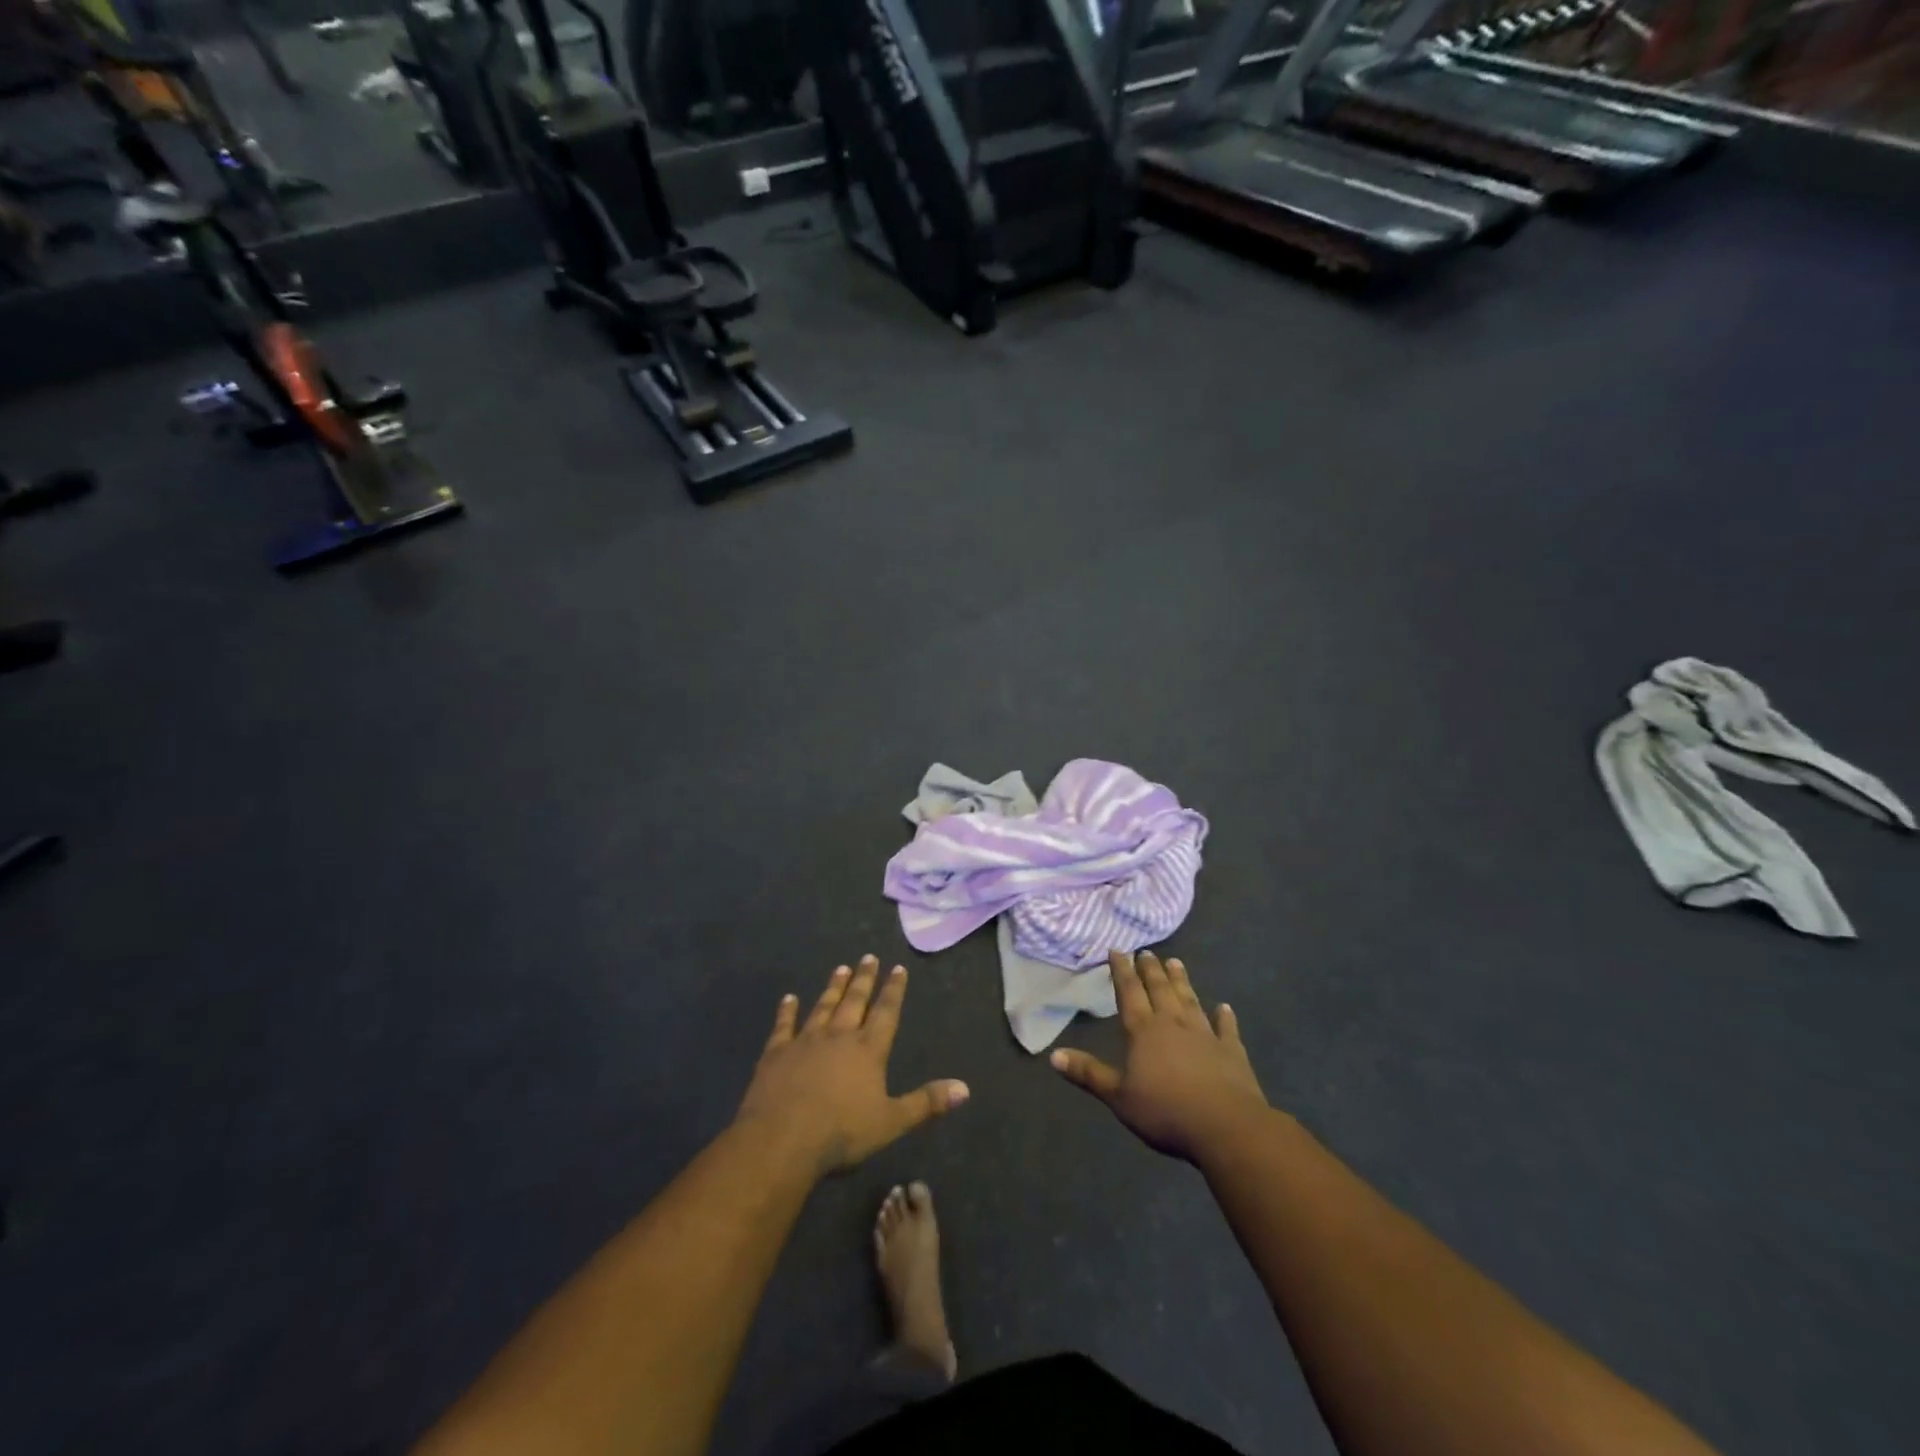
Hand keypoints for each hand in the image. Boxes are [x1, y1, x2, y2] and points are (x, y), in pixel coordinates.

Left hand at [736, 955, 969, 1176]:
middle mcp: (839, 1036)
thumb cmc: (842, 1132)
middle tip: (869, 957)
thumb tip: (965, 1088)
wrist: (782, 1140)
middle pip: (854, 1002)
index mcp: (868, 1050)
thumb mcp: (892, 1122)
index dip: (893, 990)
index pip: (886, 1012)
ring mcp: (805, 1041)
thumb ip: (927, 1103)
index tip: (897, 968)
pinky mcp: (777, 1053)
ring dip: (833, 987)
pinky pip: (784, 1025)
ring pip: (823, 1006)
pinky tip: (789, 998)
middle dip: (864, 979)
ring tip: (841, 968)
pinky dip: (787, 1011)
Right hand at [1051, 950, 1268, 1162]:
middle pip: (1160, 990)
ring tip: (1176, 962)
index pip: (1129, 993)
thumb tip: (1053, 1055)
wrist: (1226, 1127)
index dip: (1122, 971)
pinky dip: (1224, 1017)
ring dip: (1182, 981)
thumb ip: (1089, 1073)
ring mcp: (1205, 1035)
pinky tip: (1224, 1007)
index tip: (1117, 950)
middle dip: (1151, 970)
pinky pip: (1226, 1029)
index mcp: (1144, 1031)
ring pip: (1190, 1000)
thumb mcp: (1118, 1097)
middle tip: (1147, 952)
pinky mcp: (1232, 1052)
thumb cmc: (1165, 1111)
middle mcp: (1173, 1024)